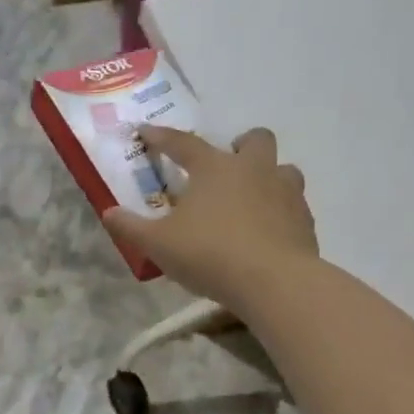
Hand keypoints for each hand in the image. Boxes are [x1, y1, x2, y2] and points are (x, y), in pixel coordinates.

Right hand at [103, 126, 316, 311]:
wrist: (274, 281)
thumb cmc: (210, 254)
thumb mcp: (158, 245)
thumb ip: (131, 228)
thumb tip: (108, 213)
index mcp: (214, 168)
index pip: (183, 143)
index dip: (162, 137)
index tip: (146, 131)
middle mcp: (254, 170)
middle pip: (255, 139)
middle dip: (241, 145)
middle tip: (227, 166)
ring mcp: (286, 192)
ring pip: (284, 169)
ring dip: (269, 177)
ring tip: (252, 200)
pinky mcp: (305, 220)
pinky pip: (294, 205)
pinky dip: (281, 212)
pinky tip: (268, 233)